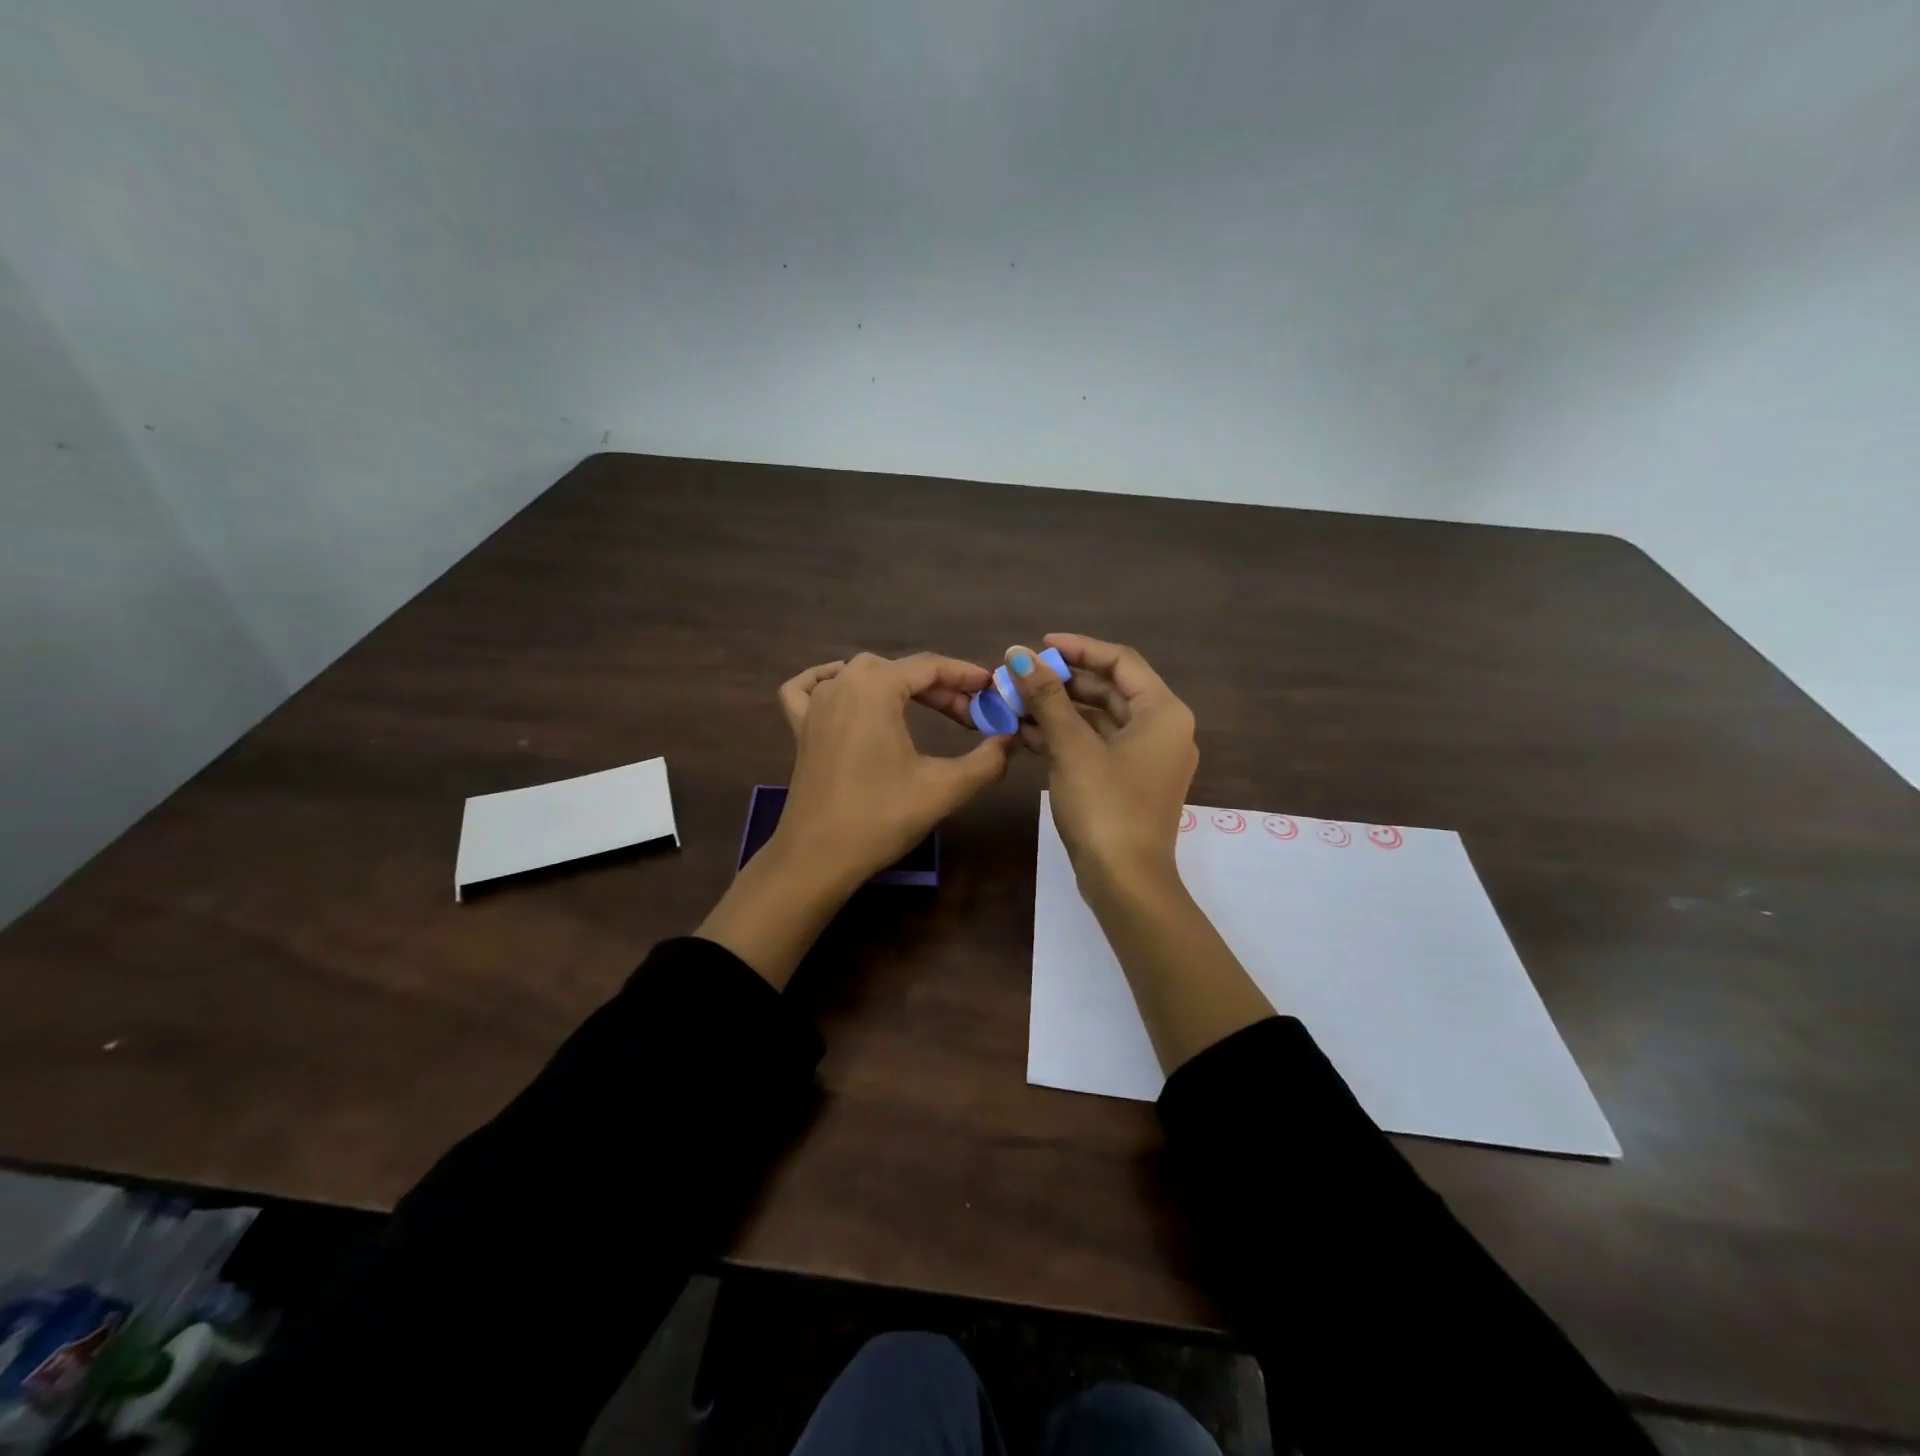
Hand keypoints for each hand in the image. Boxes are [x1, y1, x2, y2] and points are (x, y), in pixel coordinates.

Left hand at [699, 652, 1009, 986]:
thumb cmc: (880, 818)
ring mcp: (815, 705)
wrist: (818, 858)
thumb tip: (1012, 740)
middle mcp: (843, 685)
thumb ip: (987, 760)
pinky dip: (827, 679)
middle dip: (939, 686)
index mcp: (876, 688)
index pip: (930, 667)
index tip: (993, 690)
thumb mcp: (944, 788)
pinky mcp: (800, 728)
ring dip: (897, 683)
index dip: (966, 676)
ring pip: (860, 673)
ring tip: (925, 706)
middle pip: (899, 669)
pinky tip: (842, 686)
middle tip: (969, 716)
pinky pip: (809, 688)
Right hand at [1013, 637, 1272, 1069]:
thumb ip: (1046, 696)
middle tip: (1019, 677)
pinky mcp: (1129, 783)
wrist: (1125, 882)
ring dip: (1059, 710)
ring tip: (1014, 704)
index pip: (1120, 661)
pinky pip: (1097, 746)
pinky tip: (1026, 734)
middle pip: (1109, 689)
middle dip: (1062, 681)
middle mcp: (1162, 729)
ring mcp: (1146, 759)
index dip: (1078, 648)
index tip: (1038, 645)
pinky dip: (1066, 737)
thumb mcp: (1072, 746)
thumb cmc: (1105, 806)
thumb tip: (1017, 654)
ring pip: (1099, 719)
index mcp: (1162, 712)